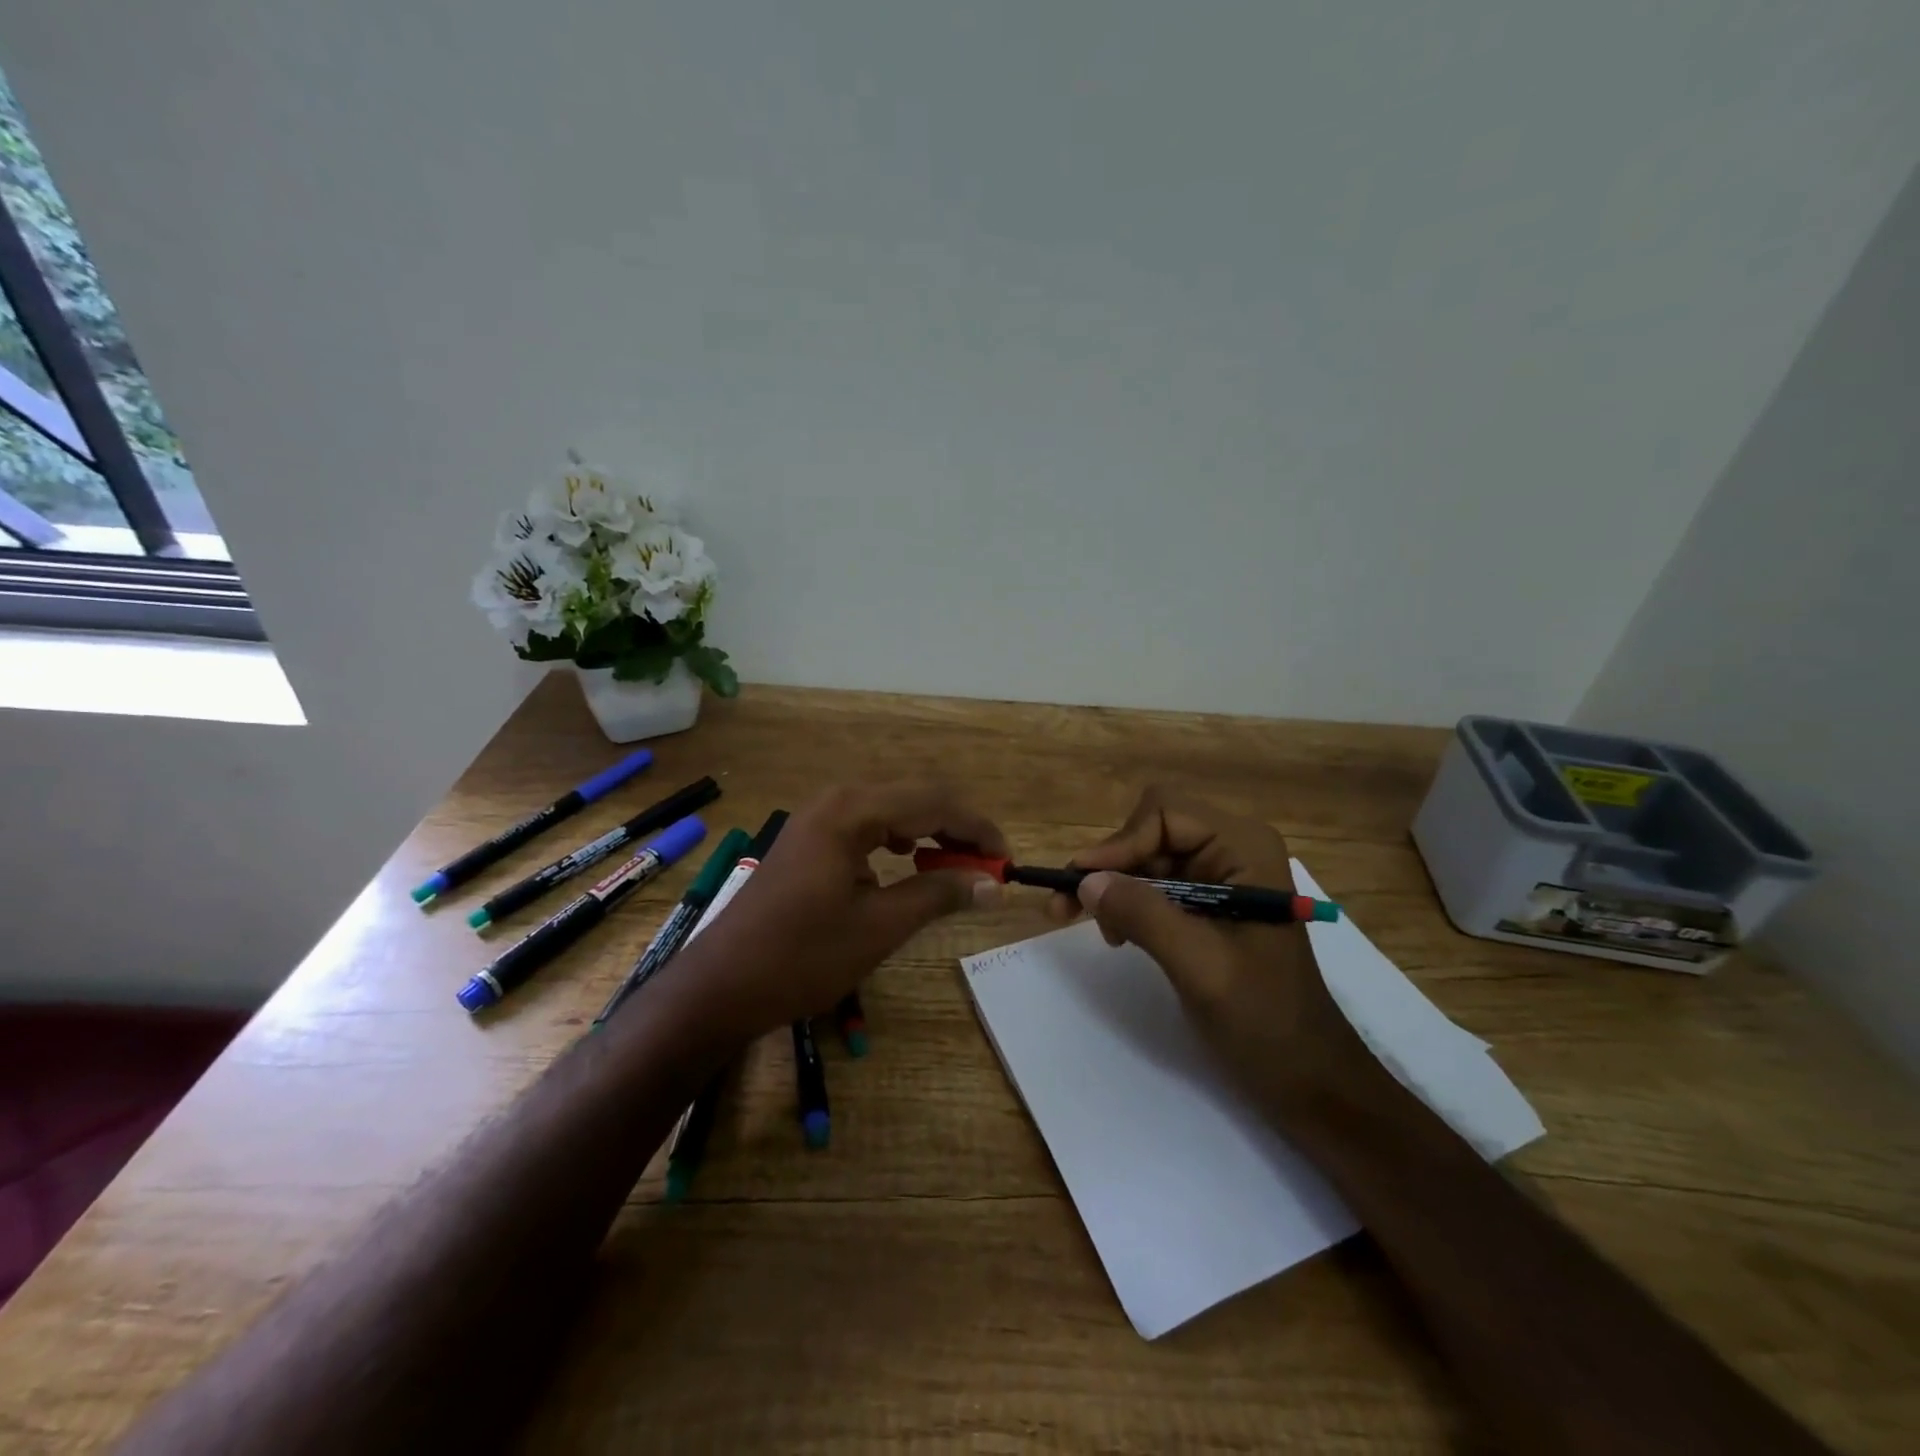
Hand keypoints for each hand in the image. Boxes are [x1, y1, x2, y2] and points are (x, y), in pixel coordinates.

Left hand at [669, 782, 1005, 1045]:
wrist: (723, 985)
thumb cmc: (803, 957)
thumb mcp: (880, 927)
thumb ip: (940, 895)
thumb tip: (992, 883)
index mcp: (853, 811)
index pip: (934, 802)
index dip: (977, 829)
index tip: (1007, 860)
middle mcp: (836, 799)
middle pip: (915, 796)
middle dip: (956, 828)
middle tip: (987, 866)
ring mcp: (819, 816)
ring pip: (893, 808)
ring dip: (930, 831)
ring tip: (956, 866)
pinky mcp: (810, 837)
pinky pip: (868, 823)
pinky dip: (900, 838)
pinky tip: (908, 860)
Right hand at [1051, 787, 1368, 1108]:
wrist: (1306, 1074)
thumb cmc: (1263, 1018)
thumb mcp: (1199, 965)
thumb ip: (1143, 915)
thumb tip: (1085, 880)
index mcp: (1244, 848)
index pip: (1164, 814)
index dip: (1118, 844)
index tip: (1081, 884)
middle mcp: (1232, 848)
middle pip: (1151, 831)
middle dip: (1109, 866)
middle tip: (1065, 906)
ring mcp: (1221, 875)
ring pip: (1147, 857)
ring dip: (1114, 886)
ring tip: (1094, 927)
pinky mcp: (1209, 902)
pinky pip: (1155, 885)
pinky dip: (1129, 903)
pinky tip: (1118, 934)